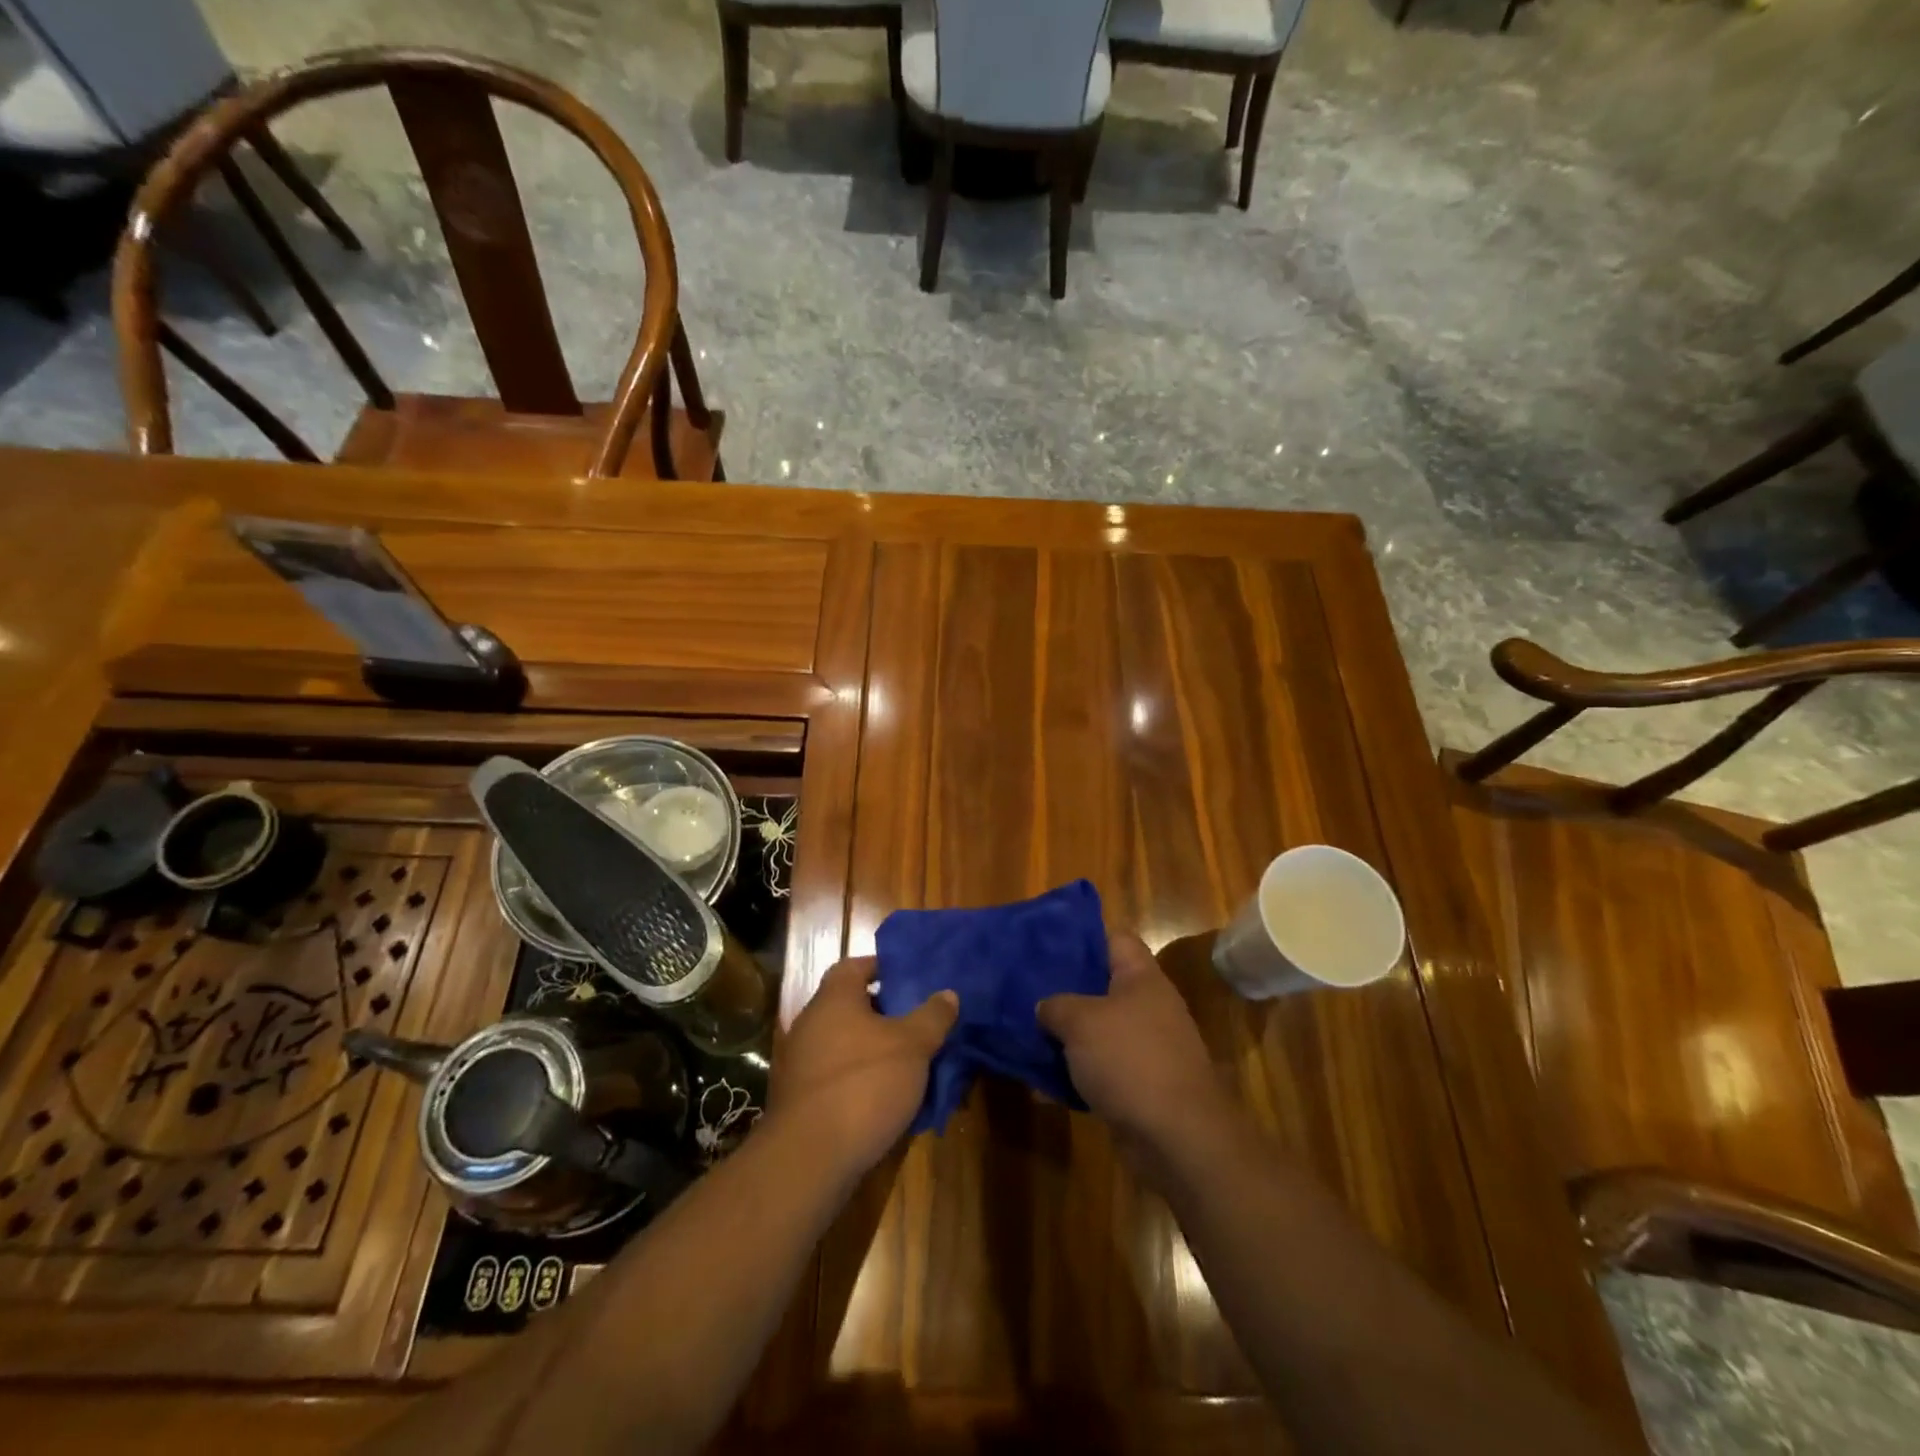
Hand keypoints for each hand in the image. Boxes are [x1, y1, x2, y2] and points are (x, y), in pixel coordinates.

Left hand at [770, 956, 957, 1178]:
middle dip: (884, 1013)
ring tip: (910, 1064)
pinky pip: (836, 1077)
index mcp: (834, 998)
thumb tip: (947, 993)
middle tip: (918, 1023)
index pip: (855, 965)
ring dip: (874, 1051)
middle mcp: (811, 1023)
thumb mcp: (913, 1046)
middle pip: (850, 1006)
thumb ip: (932, 1016)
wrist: (810, 1158)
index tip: (910, 978)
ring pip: (845, 1044)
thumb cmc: (864, 1084)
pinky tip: (886, 1099)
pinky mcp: (799, 1099)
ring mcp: (800, 1063)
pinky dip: (859, 1081)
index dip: (882, 968)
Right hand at [1038, 933, 1231, 1153]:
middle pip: (1103, 985)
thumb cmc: (1130, 1060)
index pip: (1115, 938)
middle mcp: (1149, 1007)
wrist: (1178, 1138)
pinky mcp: (1142, 1085)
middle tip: (1026, 989)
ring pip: (1100, 1030)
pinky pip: (1103, 1068)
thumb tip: (1045, 1007)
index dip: (1082, 936)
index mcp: (1142, 978)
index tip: (1046, 943)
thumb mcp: (1080, 1021)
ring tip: (1027, 1032)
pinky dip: (1078, 1072)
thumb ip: (1056, 1005)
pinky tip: (1045, 1078)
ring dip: (1068, 1035)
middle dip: (1066, 989)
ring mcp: (1148, 1048)